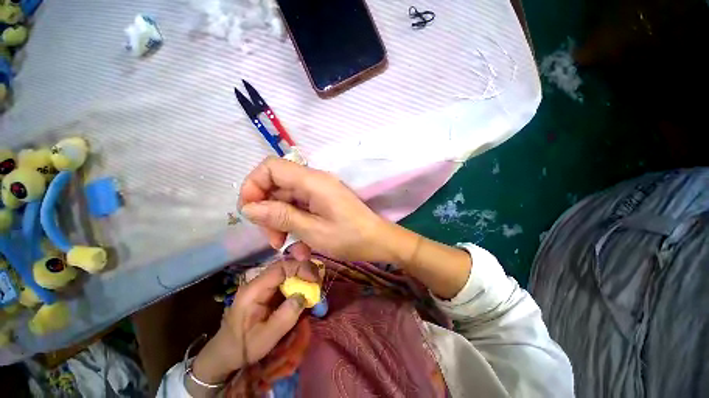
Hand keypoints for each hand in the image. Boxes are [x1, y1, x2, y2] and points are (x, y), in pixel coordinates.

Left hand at [187, 260, 317, 396]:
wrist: (225, 353)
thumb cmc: (243, 347)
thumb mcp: (265, 338)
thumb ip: (285, 317)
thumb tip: (304, 296)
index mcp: (254, 290)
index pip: (280, 268)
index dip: (300, 268)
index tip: (314, 278)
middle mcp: (258, 282)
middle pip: (285, 265)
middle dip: (304, 269)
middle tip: (318, 280)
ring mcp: (263, 285)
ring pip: (287, 271)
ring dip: (303, 275)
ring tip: (315, 285)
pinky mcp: (267, 290)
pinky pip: (286, 280)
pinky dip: (299, 282)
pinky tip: (306, 289)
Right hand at [239, 156, 394, 261]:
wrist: (378, 241)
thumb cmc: (349, 238)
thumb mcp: (312, 231)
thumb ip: (281, 216)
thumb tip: (249, 208)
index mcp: (312, 181)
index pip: (271, 167)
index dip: (254, 185)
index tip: (250, 212)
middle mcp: (314, 180)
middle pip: (276, 185)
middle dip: (267, 211)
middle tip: (272, 239)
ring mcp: (319, 191)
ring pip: (286, 198)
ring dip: (280, 221)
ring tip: (283, 244)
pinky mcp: (323, 201)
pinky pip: (299, 207)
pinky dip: (293, 223)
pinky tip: (298, 243)